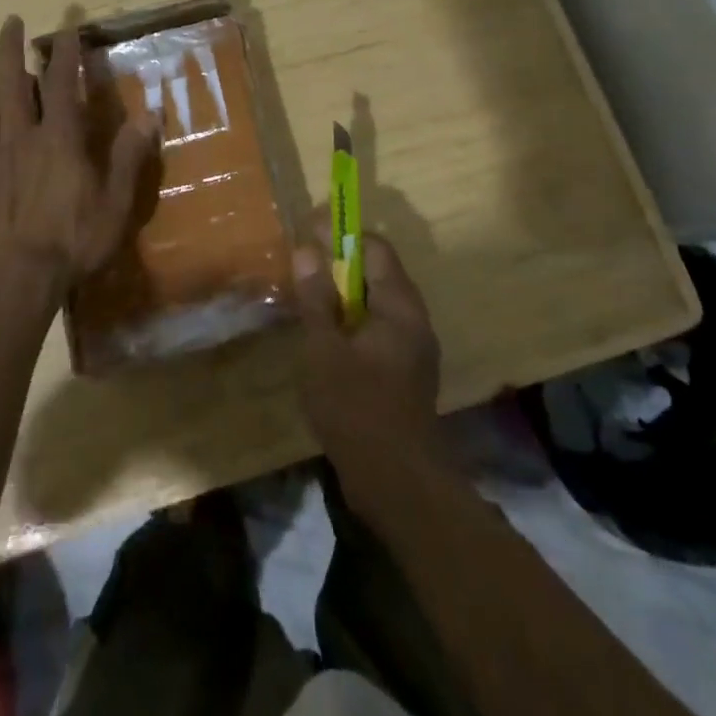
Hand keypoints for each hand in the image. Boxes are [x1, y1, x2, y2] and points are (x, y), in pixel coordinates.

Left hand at [0, 15, 157, 317]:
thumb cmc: (73, 240)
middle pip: (8, 81)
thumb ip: (129, 155)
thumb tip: (151, 114)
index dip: (64, 50)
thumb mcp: (115, 202)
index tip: (66, 26)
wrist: (16, 280)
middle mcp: (20, 138)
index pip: (59, 81)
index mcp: (58, 138)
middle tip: (10, 20)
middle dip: (9, 47)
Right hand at [292, 222, 440, 471]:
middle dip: (339, 264)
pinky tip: (324, 338)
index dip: (342, 234)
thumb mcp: (324, 349)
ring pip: (376, 305)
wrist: (398, 484)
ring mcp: (412, 350)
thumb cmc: (357, 408)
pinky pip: (377, 331)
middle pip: (377, 274)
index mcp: (401, 307)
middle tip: (301, 265)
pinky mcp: (405, 374)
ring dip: (343, 295)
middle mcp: (414, 321)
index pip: (375, 248)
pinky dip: (351, 323)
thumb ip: (316, 298)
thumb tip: (306, 250)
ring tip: (307, 298)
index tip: (308, 230)